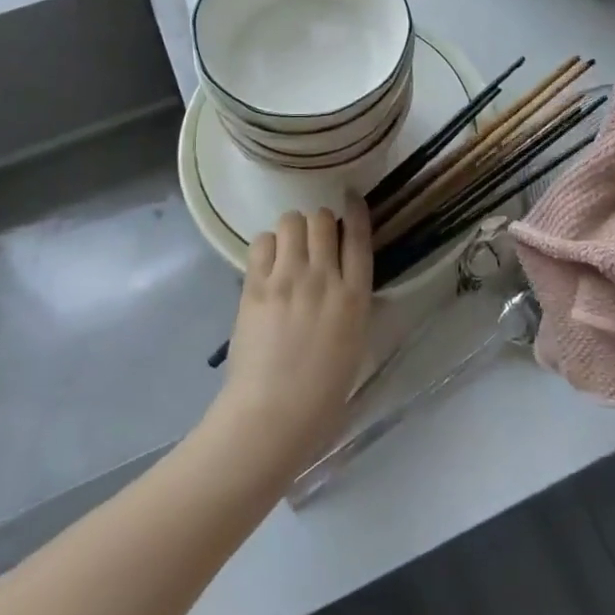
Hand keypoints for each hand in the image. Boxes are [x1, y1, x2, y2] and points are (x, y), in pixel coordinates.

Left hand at [207, 200, 372, 481]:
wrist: (272, 416)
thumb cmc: (321, 396)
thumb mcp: (353, 344)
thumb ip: (350, 304)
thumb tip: (341, 280)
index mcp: (355, 298)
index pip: (359, 237)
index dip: (356, 210)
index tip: (351, 198)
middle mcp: (324, 278)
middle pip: (322, 220)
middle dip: (318, 223)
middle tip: (311, 240)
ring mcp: (288, 279)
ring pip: (291, 222)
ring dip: (291, 230)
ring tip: (286, 249)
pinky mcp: (256, 285)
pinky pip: (261, 241)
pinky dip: (266, 246)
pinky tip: (266, 264)